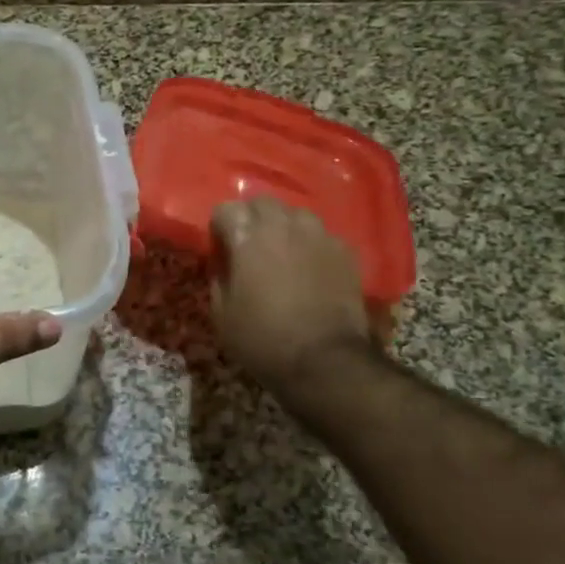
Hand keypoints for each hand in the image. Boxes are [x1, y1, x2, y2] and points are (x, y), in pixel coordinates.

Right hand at [210, 197, 371, 394]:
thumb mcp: (221, 312)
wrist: (324, 361)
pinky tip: (310, 269)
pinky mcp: (345, 251)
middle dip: (251, 219)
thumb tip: (225, 261)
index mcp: (246, 236)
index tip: (221, 249)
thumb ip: (219, 275)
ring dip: (283, 227)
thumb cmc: (262, 338)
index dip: (220, 228)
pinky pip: (321, 236)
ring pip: (295, 214)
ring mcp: (318, 235)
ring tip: (282, 253)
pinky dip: (311, 245)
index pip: (225, 209)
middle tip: (249, 247)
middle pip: (261, 203)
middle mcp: (283, 224)